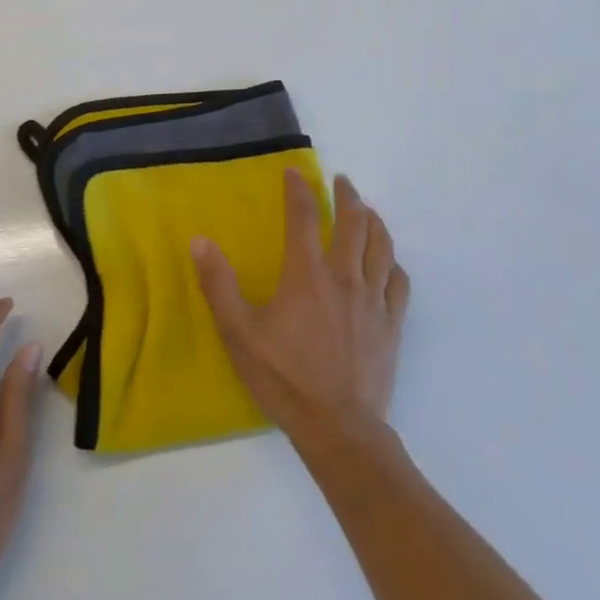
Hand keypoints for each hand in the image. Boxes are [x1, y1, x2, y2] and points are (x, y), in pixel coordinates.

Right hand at [192, 171, 409, 457]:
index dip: (298, 189)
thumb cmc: (284, 378)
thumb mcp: (239, 333)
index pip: (303, 217)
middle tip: (341, 181)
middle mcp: (344, 277)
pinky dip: (392, 262)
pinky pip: (398, 281)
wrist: (339, 428)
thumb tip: (200, 240)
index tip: (295, 172)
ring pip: (381, 245)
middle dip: (346, 195)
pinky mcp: (391, 324)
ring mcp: (373, 299)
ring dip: (374, 220)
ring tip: (367, 209)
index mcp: (307, 274)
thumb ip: (218, 284)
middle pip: (353, 222)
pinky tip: (388, 262)